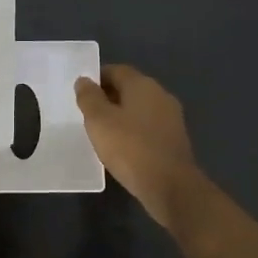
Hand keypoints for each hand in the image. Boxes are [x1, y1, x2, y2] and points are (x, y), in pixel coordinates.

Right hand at [74, 64, 205, 223]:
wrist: (171, 186)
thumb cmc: (130, 148)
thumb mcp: (99, 121)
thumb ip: (89, 98)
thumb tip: (84, 80)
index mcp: (143, 85)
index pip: (116, 70)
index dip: (97, 78)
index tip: (81, 93)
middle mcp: (160, 95)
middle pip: (130, 88)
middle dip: (109, 97)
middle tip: (88, 113)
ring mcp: (171, 118)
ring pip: (140, 108)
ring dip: (122, 115)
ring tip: (102, 132)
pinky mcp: (175, 139)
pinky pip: (149, 127)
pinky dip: (134, 131)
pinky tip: (123, 147)